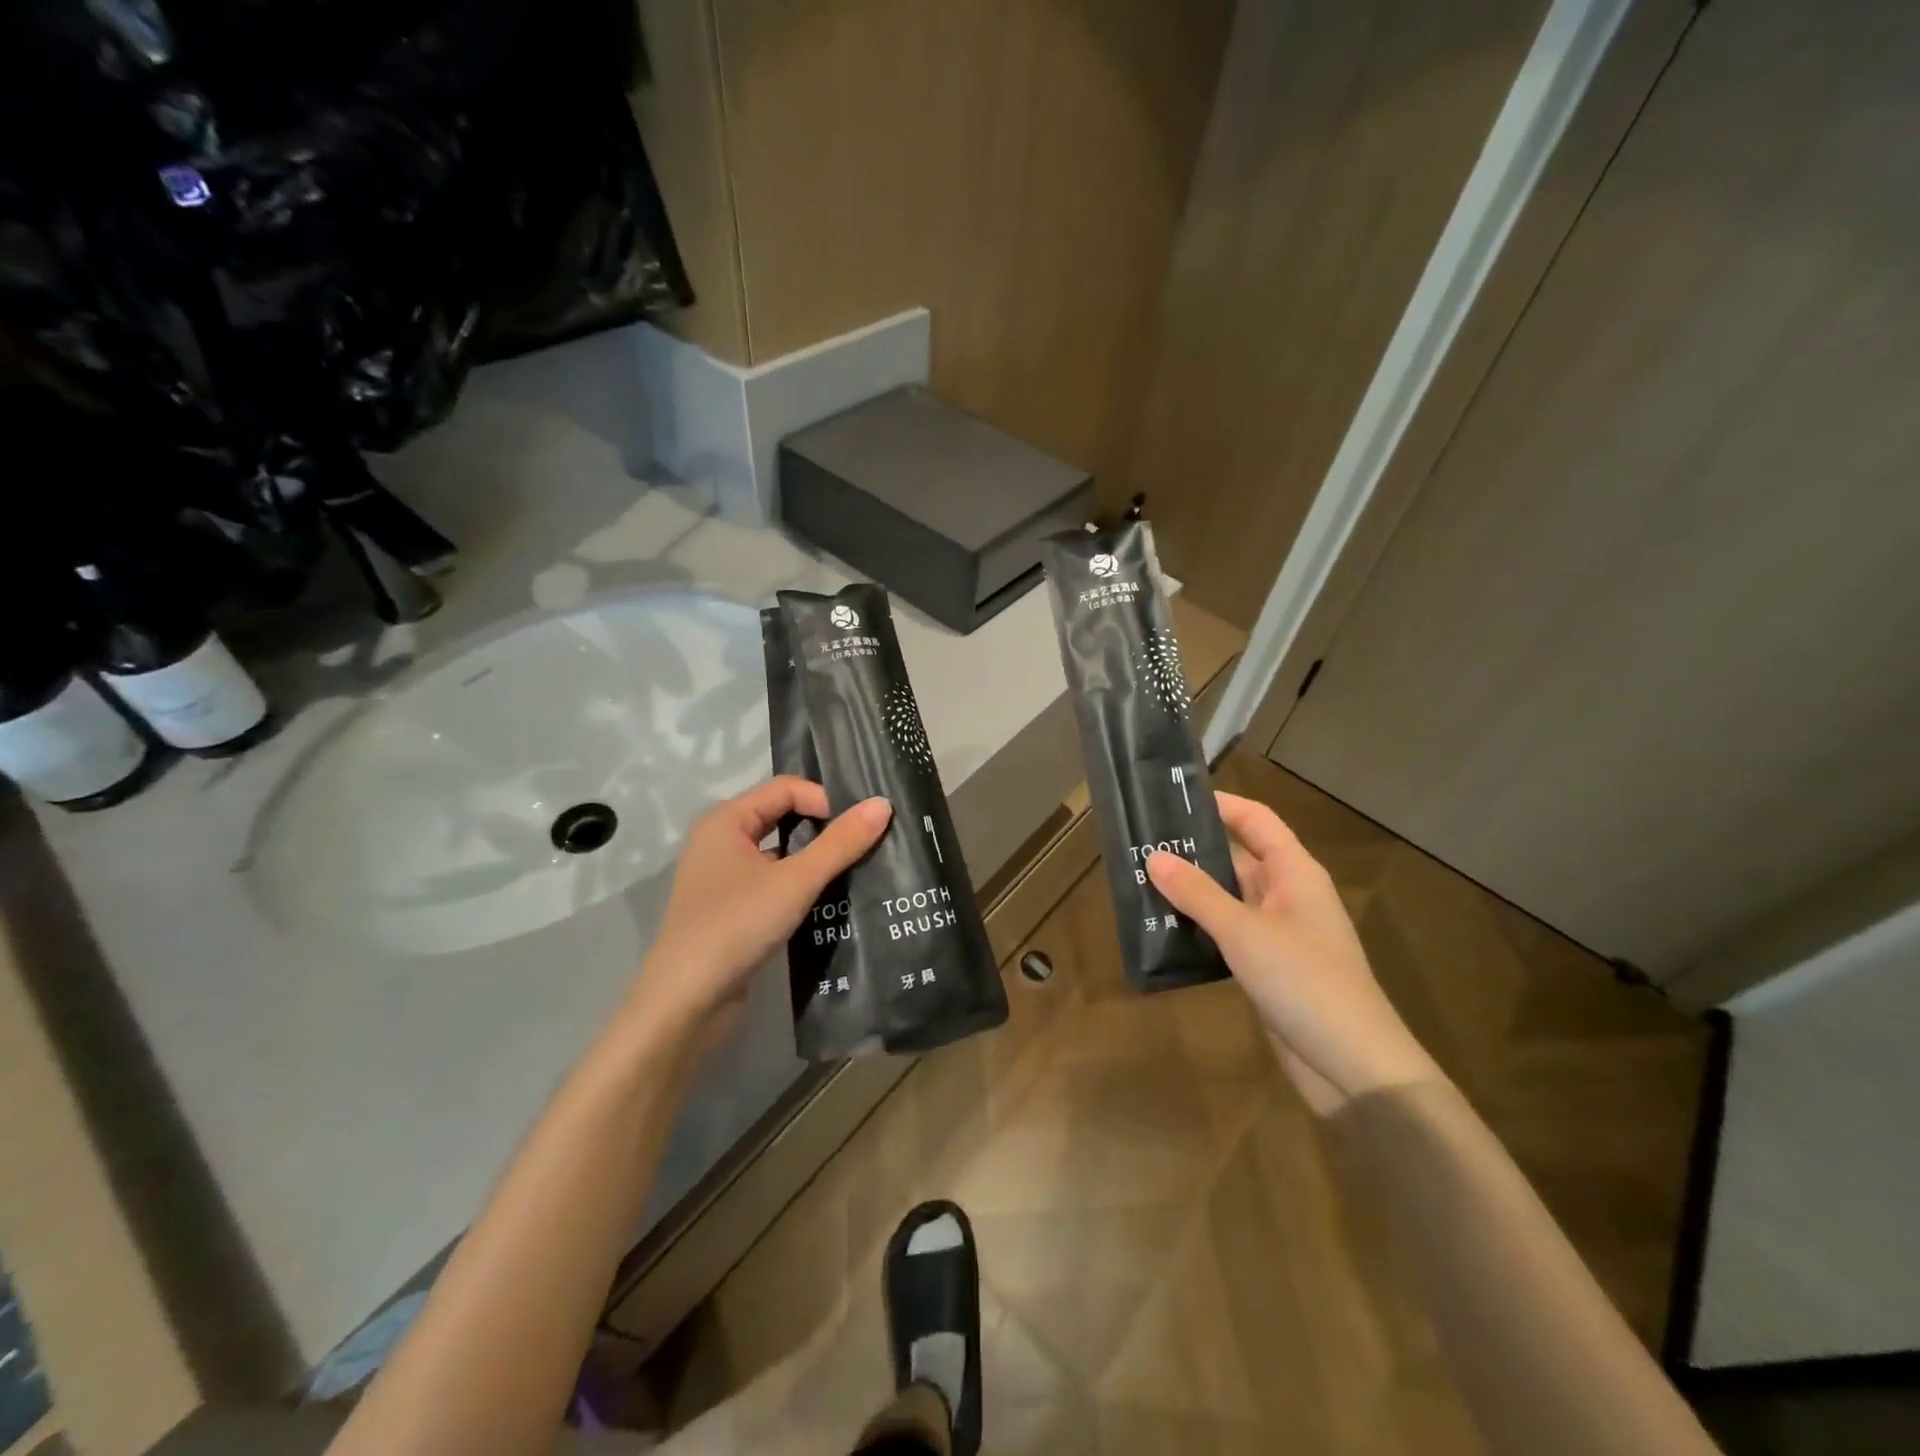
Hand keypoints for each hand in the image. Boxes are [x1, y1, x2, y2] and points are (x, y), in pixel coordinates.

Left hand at [629, 777, 891, 1041]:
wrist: (686, 1003)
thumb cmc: (736, 926)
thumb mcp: (795, 881)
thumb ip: (840, 843)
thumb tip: (883, 805)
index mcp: (726, 821)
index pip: (786, 788)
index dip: (825, 800)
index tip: (859, 828)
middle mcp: (721, 841)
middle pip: (782, 816)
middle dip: (823, 827)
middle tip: (867, 840)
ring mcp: (724, 877)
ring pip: (780, 852)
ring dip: (814, 858)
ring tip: (857, 868)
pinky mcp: (732, 909)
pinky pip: (773, 881)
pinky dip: (800, 884)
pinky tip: (830, 900)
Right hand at [1147, 792, 1443, 1113]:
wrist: (1353, 1066)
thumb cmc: (1304, 981)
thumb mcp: (1244, 931)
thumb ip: (1197, 893)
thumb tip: (1154, 856)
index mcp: (1294, 873)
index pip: (1256, 820)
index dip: (1220, 804)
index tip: (1172, 799)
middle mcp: (1287, 895)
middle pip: (1237, 858)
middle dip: (1193, 851)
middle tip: (1140, 844)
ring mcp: (1278, 933)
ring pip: (1228, 898)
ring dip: (1190, 892)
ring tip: (1138, 883)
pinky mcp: (1267, 967)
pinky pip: (1227, 933)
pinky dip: (1198, 928)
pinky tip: (1162, 929)